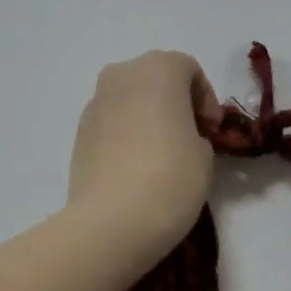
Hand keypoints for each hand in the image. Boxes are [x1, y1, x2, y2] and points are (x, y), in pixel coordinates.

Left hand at [66, 51, 222, 260]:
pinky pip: (111, 124)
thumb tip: (181, 137)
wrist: (112, 222)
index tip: (212, 131)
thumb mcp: (204, 154)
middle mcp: (121, 75)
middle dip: (174, 103)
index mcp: (157, 69)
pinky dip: (126, 135)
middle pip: (155, 78)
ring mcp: (94, 104)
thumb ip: (196, 133)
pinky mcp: (79, 134)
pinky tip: (137, 168)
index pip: (189, 69)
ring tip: (162, 155)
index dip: (206, 99)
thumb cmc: (171, 178)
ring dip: (147, 118)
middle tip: (190, 137)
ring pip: (129, 100)